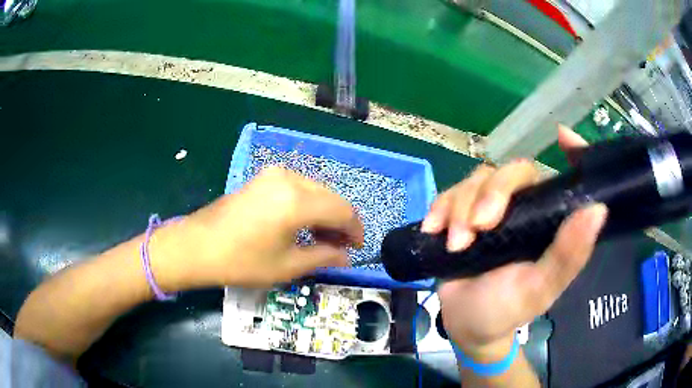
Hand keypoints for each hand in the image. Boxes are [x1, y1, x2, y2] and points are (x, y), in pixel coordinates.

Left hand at [154, 166, 363, 288]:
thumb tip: (346, 257)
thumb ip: (324, 257)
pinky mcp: (263, 177)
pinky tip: (302, 224)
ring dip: (324, 213)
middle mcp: (290, 179)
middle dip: (341, 222)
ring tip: (321, 239)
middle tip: (340, 248)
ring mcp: (274, 174)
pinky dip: (308, 205)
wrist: (198, 246)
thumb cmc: (242, 261)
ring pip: (315, 191)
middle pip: (331, 197)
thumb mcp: (287, 266)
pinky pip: (298, 187)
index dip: (355, 230)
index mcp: (298, 201)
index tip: (357, 249)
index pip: (343, 211)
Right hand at [426, 125, 606, 359]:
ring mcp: (493, 208)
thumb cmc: (507, 310)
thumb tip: (598, 209)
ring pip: (477, 179)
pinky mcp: (464, 213)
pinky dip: (440, 207)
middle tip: (477, 229)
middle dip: (490, 195)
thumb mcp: (539, 288)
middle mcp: (525, 208)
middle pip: (511, 172)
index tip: (562, 136)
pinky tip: (433, 229)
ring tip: (454, 244)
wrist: (465, 324)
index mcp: (549, 222)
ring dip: (460, 207)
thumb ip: (568, 254)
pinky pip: (451, 192)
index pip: (565, 179)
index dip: (572, 153)